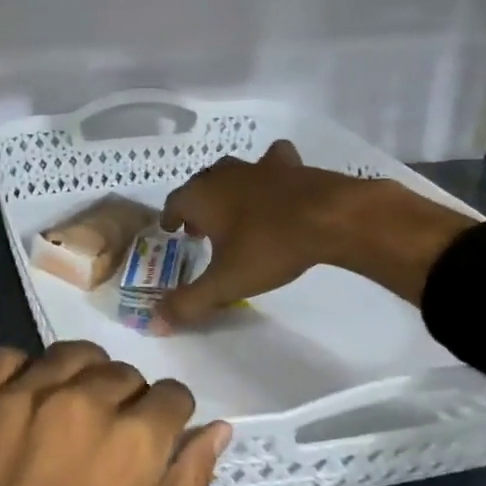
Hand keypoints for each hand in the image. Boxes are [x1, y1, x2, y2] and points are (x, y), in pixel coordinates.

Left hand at [0, 342, 228, 485]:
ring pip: (64, 357)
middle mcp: (77, 403)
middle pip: (118, 372)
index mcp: (131, 443)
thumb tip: (217, 430)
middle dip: (124, 400)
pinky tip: (14, 408)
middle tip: (104, 439)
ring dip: (76, 379)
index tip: (154, 437)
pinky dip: (19, 375)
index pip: (170, 396)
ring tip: (62, 416)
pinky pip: (3, 360)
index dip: (168, 418)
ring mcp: (14, 397)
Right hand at [155, 140, 475, 326]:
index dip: (171, 218)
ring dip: (229, 189)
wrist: (328, 217)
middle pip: (201, 185)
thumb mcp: (225, 282)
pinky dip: (270, 173)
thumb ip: (189, 303)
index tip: (172, 231)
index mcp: (200, 196)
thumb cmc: (267, 247)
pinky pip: (273, 162)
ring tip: (236, 211)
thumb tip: (156, 323)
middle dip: (198, 205)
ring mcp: (257, 166)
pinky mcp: (290, 166)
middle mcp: (223, 175)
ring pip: (233, 172)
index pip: (174, 202)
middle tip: (202, 229)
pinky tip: (277, 186)